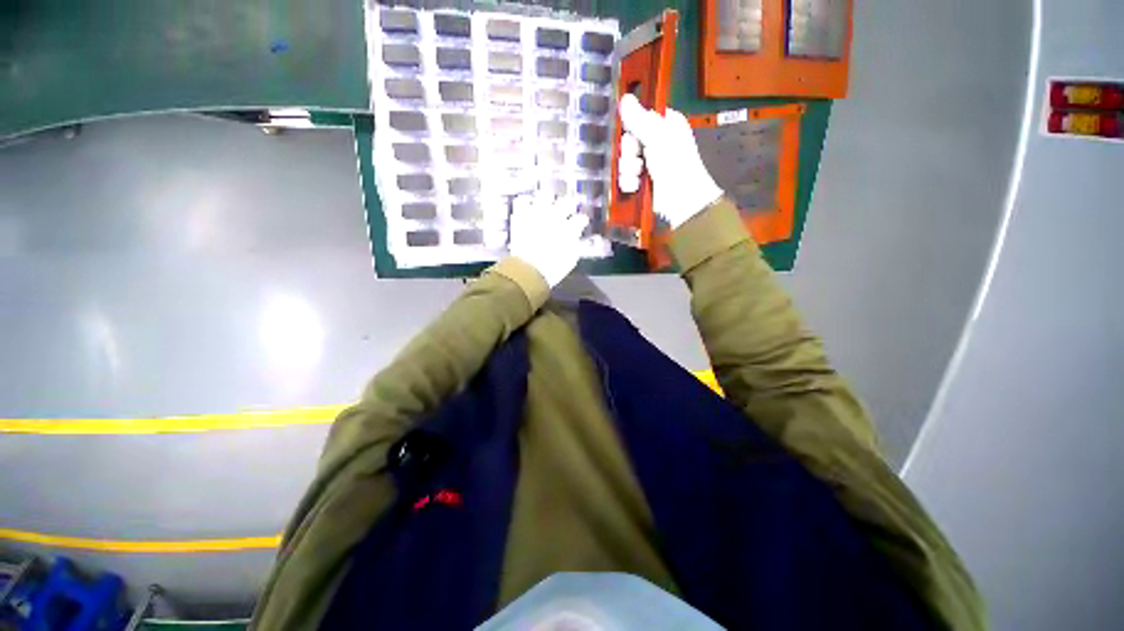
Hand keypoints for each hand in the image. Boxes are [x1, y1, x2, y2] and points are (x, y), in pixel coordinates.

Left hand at [508, 192, 589, 287]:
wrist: (528, 269)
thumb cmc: (553, 269)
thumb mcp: (571, 259)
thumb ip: (575, 245)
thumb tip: (576, 238)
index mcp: (570, 228)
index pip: (581, 219)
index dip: (581, 221)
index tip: (581, 223)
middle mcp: (556, 217)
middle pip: (566, 202)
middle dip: (568, 205)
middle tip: (566, 208)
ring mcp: (537, 213)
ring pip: (545, 195)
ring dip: (548, 199)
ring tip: (546, 203)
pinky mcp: (521, 215)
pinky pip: (523, 201)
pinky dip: (526, 202)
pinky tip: (527, 206)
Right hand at [618, 94, 724, 228]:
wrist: (681, 203)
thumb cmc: (676, 167)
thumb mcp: (658, 139)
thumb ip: (640, 120)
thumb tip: (625, 98)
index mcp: (665, 125)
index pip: (639, 117)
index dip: (631, 128)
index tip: (631, 136)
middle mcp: (656, 141)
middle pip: (628, 140)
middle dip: (629, 154)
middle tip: (638, 161)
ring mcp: (649, 163)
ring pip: (625, 160)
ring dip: (627, 171)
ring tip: (638, 178)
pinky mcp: (642, 180)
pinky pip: (625, 176)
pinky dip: (628, 183)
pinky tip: (635, 187)